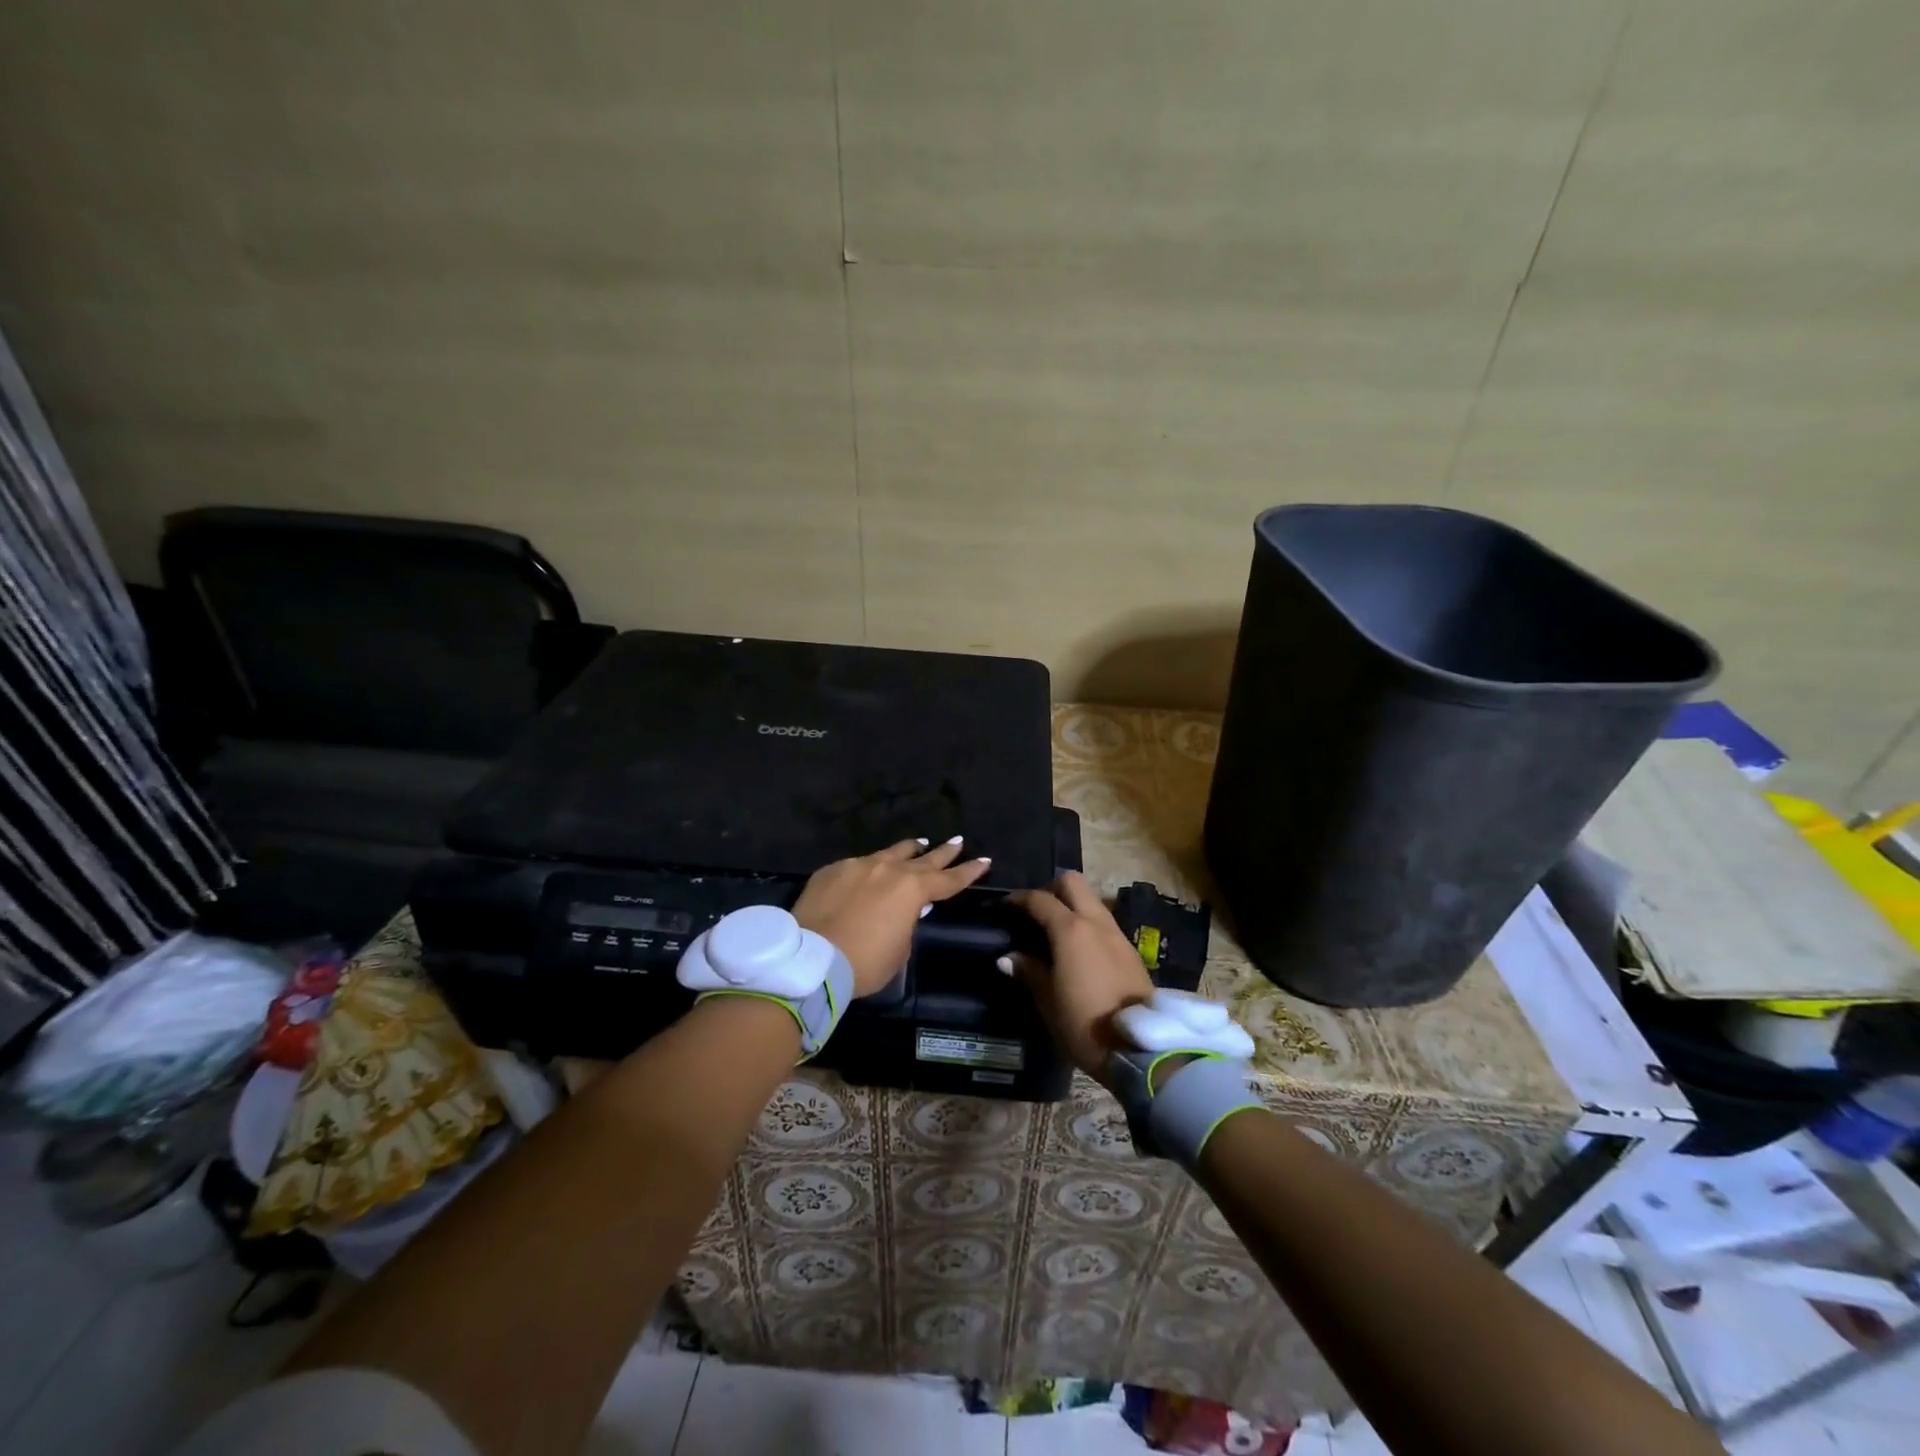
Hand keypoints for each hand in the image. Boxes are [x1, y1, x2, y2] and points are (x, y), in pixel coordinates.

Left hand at [793, 838, 992, 996]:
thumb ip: (908, 924)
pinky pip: (858, 865)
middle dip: (943, 852)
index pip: (949, 879)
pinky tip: (868, 872)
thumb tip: (908, 910)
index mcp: (912, 890)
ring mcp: (859, 865)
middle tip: (957, 842)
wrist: (810, 958)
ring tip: (919, 844)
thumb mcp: (898, 951)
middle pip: (924, 858)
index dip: (969, 872)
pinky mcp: (833, 869)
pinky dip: (870, 868)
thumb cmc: (864, 963)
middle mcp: (889, 869)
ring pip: (890, 852)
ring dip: (908, 850)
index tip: (984, 860)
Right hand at [1006, 871, 1154, 1085]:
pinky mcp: (1130, 950)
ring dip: (1071, 905)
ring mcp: (1117, 934)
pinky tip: (1076, 949)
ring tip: (1054, 931)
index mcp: (1070, 930)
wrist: (1141, 1048)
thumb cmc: (1085, 1023)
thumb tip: (1008, 957)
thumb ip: (1028, 971)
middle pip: (1072, 882)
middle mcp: (1095, 922)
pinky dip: (1086, 923)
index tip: (1003, 907)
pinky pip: (1103, 922)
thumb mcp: (1048, 1001)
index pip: (1039, 899)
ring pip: (1091, 900)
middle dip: (1050, 889)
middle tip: (1035, 912)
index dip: (1018, 899)